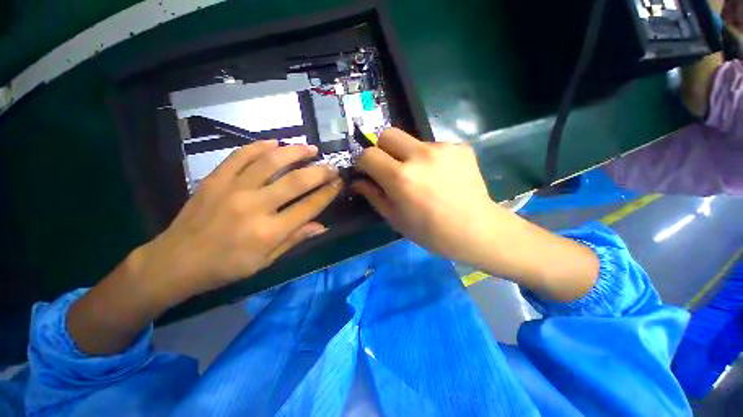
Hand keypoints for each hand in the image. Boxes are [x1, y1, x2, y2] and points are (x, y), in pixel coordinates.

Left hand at [136, 141, 341, 303]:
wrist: (176, 261)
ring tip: (310, 148)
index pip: (309, 206)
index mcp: (269, 232)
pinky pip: (241, 155)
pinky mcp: (215, 179)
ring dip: (295, 152)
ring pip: (271, 161)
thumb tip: (322, 226)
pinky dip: (260, 146)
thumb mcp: (266, 261)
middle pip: (296, 181)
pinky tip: (275, 143)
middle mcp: (254, 207)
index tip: (339, 183)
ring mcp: (233, 189)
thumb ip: (295, 240)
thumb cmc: (226, 267)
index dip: (328, 193)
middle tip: (332, 166)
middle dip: (320, 171)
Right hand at [353, 128, 597, 301]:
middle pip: (387, 133)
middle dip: (382, 149)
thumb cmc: (430, 232)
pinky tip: (440, 176)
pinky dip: (429, 158)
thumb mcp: (395, 218)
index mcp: (401, 178)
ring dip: (408, 155)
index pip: (368, 154)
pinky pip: (433, 146)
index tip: (367, 171)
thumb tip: (357, 181)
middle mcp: (420, 156)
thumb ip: (373, 195)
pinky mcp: (459, 147)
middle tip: (390, 168)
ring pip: (412, 141)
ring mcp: (442, 148)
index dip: (363, 162)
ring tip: (422, 176)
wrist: (477, 230)